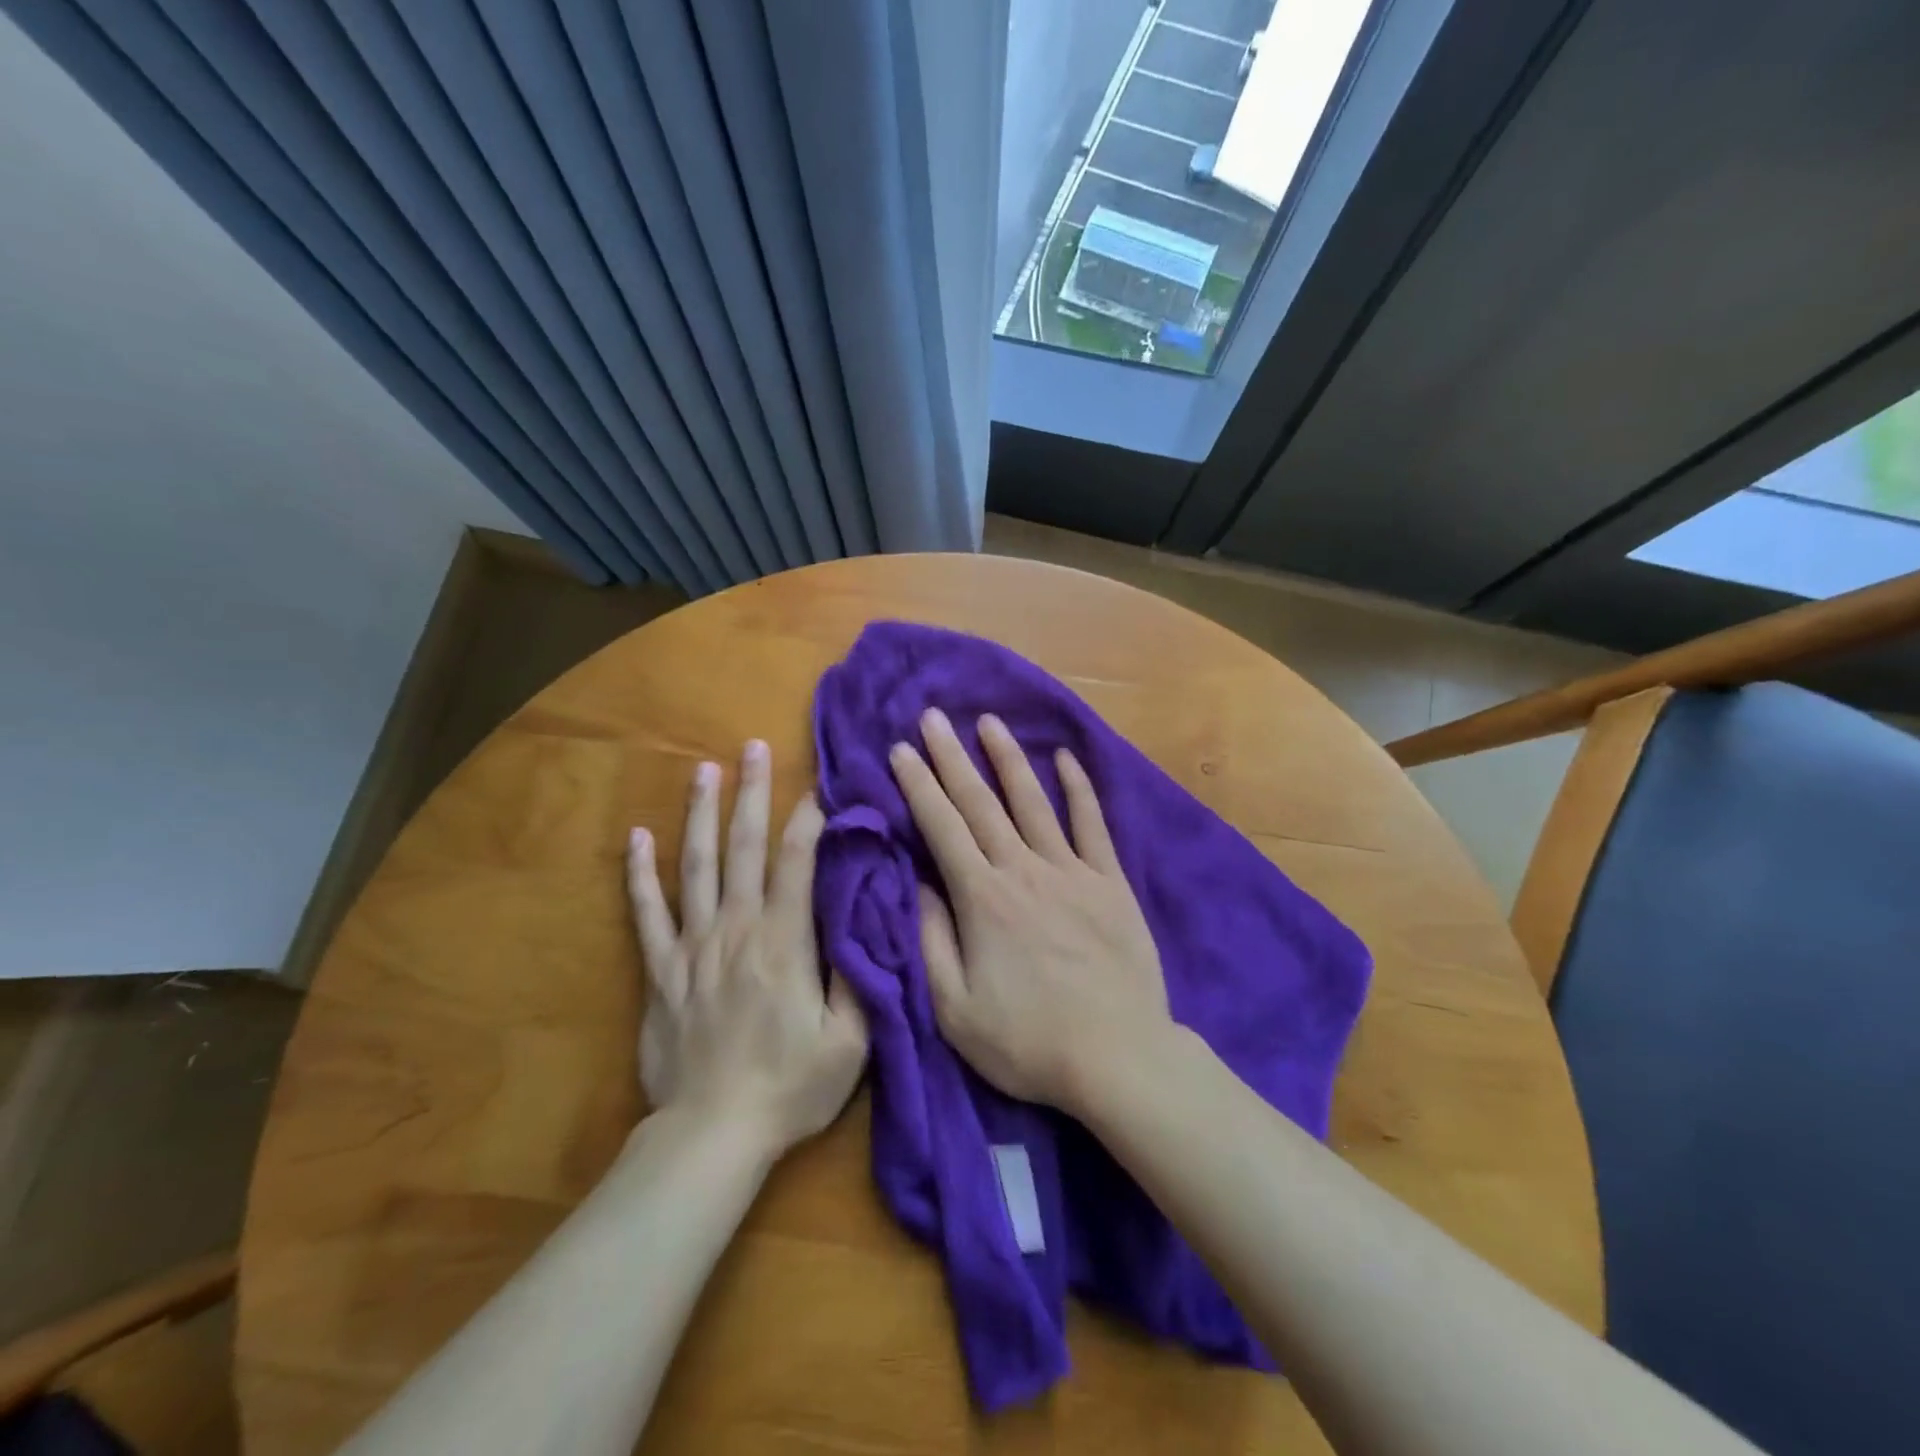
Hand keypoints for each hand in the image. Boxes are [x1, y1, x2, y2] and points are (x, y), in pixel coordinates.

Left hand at [627, 740, 866, 1154]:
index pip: (796, 862)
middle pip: (742, 848)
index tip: (818, 785)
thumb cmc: (790, 1088)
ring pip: (694, 866)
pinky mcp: (660, 971)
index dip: (808, 819)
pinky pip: (647, 913)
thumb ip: (858, 975)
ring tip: (704, 770)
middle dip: (751, 793)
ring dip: (700, 814)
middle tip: (754, 747)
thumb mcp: (850, 1041)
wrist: (713, 1136)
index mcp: (784, 942)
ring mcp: (692, 947)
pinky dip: (640, 874)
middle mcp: (736, 929)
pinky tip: (637, 837)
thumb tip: (864, 919)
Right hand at [889, 709, 1172, 1112]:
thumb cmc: (1028, 1041)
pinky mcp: (1110, 881)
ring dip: (1008, 758)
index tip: (901, 749)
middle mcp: (1023, 870)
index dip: (918, 786)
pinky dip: (1079, 789)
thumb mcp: (955, 1009)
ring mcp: (1071, 871)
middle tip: (933, 717)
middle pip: (981, 803)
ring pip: (1032, 801)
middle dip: (952, 757)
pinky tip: (1067, 759)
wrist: (1118, 1056)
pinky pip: (1092, 824)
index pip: (941, 827)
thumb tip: (920, 884)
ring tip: (989, 721)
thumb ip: (932, 941)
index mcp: (982, 898)